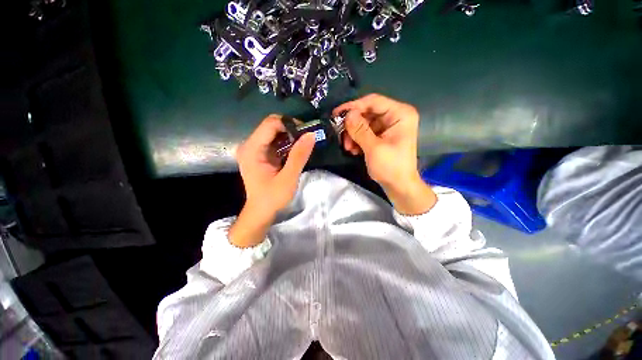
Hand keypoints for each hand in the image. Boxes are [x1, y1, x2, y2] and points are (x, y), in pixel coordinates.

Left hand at [230, 115, 314, 246]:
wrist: (261, 212)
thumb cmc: (272, 198)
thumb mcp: (288, 178)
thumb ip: (299, 156)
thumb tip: (311, 134)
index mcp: (252, 149)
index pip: (270, 124)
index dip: (290, 124)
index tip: (306, 133)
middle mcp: (249, 145)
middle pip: (271, 126)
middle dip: (291, 129)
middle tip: (307, 138)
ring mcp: (253, 150)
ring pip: (274, 133)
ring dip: (290, 136)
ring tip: (304, 144)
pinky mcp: (259, 155)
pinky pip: (274, 142)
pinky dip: (286, 143)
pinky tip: (296, 151)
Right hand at [333, 94, 435, 214]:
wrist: (399, 186)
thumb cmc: (391, 167)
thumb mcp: (374, 148)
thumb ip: (360, 130)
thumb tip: (347, 114)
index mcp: (400, 114)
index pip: (373, 101)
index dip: (353, 106)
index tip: (337, 114)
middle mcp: (395, 116)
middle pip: (367, 113)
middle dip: (352, 125)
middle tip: (341, 136)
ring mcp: (389, 127)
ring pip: (364, 123)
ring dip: (353, 135)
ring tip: (348, 148)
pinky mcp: (383, 136)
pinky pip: (366, 132)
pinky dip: (357, 140)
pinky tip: (353, 150)